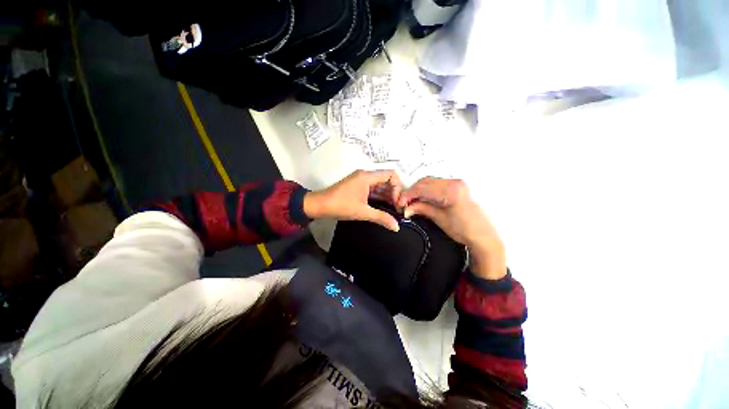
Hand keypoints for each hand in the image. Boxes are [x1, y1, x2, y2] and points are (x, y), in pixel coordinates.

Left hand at [304, 170, 402, 231]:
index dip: (398, 188)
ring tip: (391, 210)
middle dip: (393, 193)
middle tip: (396, 209)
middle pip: (386, 180)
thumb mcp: (362, 212)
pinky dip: (379, 197)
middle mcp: (365, 175)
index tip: (396, 203)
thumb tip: (397, 227)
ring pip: (380, 185)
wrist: (318, 205)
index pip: (391, 175)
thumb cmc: (340, 206)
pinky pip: (373, 189)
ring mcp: (361, 180)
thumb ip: (381, 217)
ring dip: (386, 196)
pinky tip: (382, 207)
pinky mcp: (358, 186)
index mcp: (367, 176)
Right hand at [398, 178, 506, 279]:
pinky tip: (422, 198)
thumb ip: (421, 209)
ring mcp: (456, 183)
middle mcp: (454, 182)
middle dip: (412, 191)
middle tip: (404, 203)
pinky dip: (426, 190)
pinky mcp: (457, 186)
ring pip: (430, 182)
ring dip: (418, 190)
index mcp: (451, 191)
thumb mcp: (439, 219)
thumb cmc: (463, 230)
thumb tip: (406, 208)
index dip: (408, 195)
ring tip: (411, 201)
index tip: (400, 203)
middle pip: (425, 182)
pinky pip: (436, 184)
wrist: (483, 235)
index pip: (423, 188)